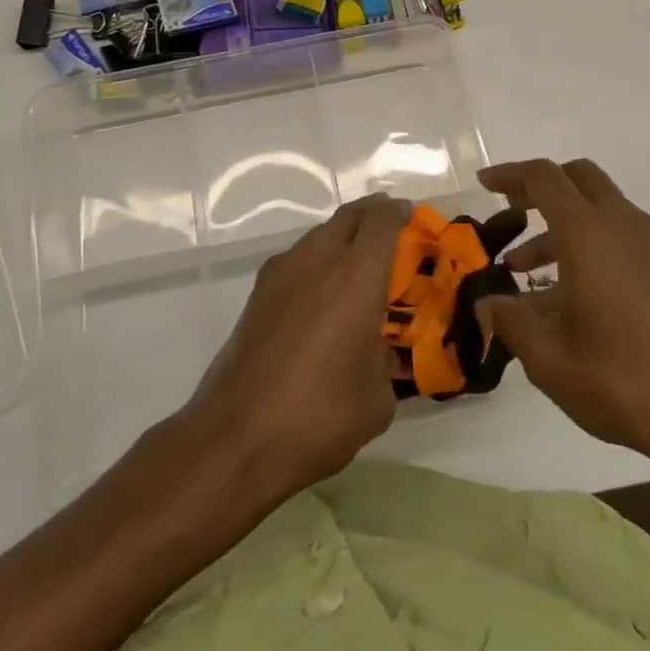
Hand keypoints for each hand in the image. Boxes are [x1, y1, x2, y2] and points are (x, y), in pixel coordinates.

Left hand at [183, 195, 406, 501]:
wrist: (236, 437)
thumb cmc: (320, 415)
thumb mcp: (377, 398)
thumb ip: (385, 360)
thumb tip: (377, 352)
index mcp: (356, 276)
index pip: (382, 221)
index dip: (400, 213)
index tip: (413, 217)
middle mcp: (317, 260)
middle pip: (348, 217)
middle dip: (372, 216)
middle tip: (391, 231)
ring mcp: (281, 273)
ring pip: (318, 235)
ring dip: (341, 238)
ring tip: (357, 266)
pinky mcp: (257, 294)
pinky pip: (296, 260)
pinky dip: (315, 263)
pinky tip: (320, 296)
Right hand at [476, 158, 649, 491]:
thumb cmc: (622, 382)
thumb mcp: (549, 359)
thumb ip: (510, 321)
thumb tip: (487, 303)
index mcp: (589, 234)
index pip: (543, 178)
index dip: (509, 175)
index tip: (483, 186)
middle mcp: (624, 225)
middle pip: (578, 177)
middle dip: (540, 187)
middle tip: (511, 213)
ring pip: (601, 209)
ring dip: (563, 225)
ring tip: (529, 273)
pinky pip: (623, 235)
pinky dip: (592, 243)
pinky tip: (576, 295)